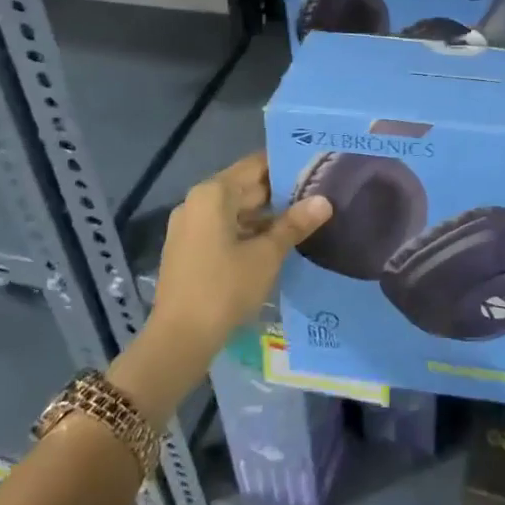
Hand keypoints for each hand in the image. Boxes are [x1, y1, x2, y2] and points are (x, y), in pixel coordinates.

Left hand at [148, 152, 330, 359]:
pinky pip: (224, 228)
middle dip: (280, 192)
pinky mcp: (188, 249)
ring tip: (305, 217)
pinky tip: (276, 242)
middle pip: (245, 186)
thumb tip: (324, 201)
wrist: (179, 339)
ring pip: (235, 210)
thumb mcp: (267, 255)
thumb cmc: (225, 288)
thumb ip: (295, 224)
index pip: (256, 165)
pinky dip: (249, 231)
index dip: (286, 165)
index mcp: (213, 194)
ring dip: (266, 215)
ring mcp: (189, 226)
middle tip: (318, 193)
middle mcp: (197, 202)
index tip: (316, 166)